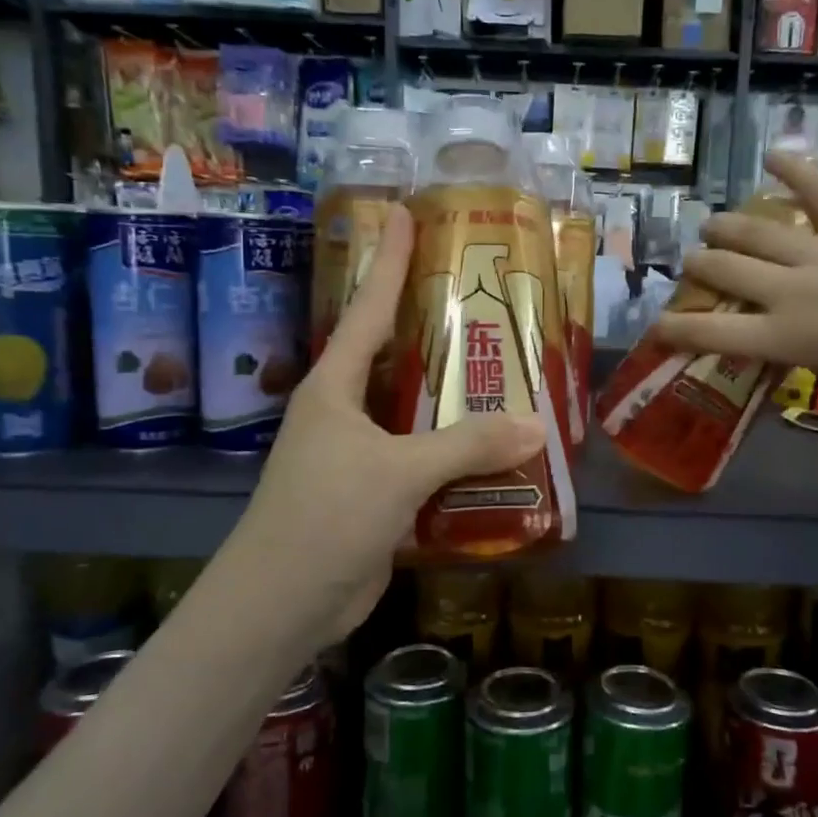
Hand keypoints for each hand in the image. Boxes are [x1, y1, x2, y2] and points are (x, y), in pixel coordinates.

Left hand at [233, 206, 544, 644]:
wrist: (281, 604)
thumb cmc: (326, 516)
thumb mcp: (397, 472)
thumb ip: (466, 446)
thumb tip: (536, 426)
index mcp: (334, 388)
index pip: (368, 309)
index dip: (389, 260)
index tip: (405, 212)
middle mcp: (344, 412)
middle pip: (394, 355)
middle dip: (432, 326)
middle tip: (480, 297)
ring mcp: (358, 455)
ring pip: (414, 411)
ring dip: (453, 398)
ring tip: (505, 370)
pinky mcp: (374, 494)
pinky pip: (423, 459)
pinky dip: (455, 453)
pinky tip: (496, 449)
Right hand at [655, 151, 817, 411]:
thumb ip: (803, 353)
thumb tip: (784, 337)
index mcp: (787, 340)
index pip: (711, 334)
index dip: (675, 330)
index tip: (656, 325)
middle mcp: (791, 291)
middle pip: (724, 269)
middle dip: (699, 266)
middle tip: (694, 264)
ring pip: (754, 229)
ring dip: (724, 226)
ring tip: (712, 224)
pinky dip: (794, 167)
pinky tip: (772, 154)